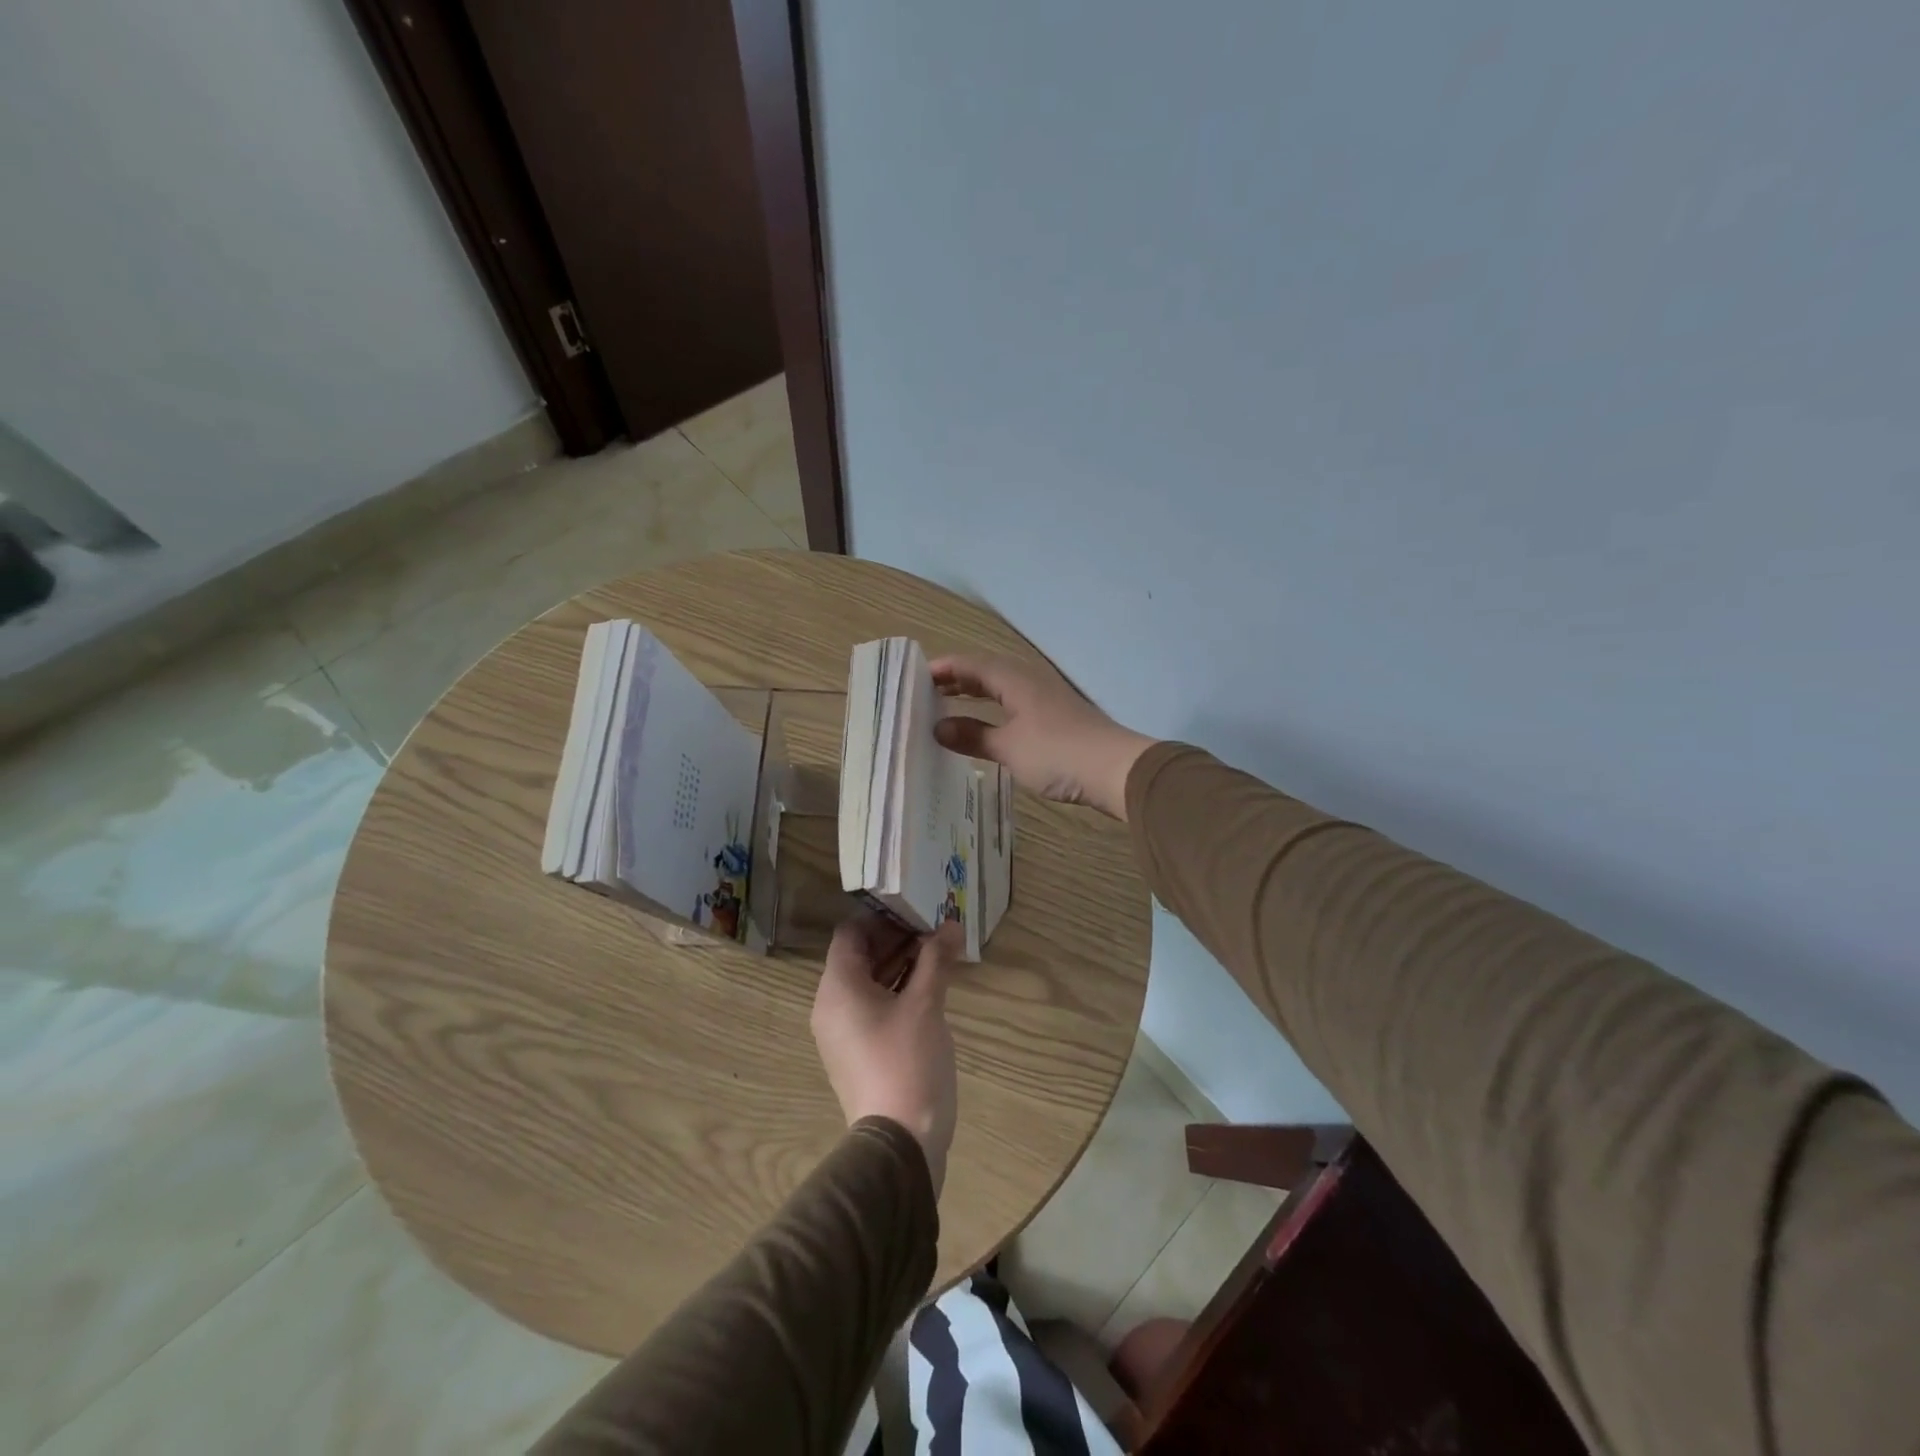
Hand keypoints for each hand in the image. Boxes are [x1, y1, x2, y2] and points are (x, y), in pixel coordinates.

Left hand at [811, 918, 964, 1194]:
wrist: (899, 1144)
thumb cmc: (907, 1061)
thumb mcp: (926, 1005)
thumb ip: (936, 960)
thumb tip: (952, 925)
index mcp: (838, 987)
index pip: (851, 933)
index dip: (883, 917)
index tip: (917, 910)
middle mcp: (832, 1006)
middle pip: (860, 956)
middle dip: (897, 939)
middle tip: (935, 928)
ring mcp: (843, 1032)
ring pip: (869, 982)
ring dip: (901, 964)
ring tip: (939, 952)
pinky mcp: (858, 1052)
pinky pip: (873, 1007)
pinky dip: (897, 991)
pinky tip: (931, 986)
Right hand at [930, 655, 1155, 819]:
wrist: (1116, 770)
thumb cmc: (1058, 753)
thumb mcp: (1009, 748)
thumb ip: (973, 736)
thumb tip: (938, 727)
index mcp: (1014, 678)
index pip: (970, 664)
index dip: (943, 668)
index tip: (914, 676)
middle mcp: (1029, 679)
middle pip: (986, 671)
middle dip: (956, 678)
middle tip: (926, 690)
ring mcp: (1045, 697)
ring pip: (1001, 686)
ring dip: (975, 693)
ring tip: (949, 703)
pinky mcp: (1055, 716)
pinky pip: (1013, 702)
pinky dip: (993, 708)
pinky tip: (987, 724)